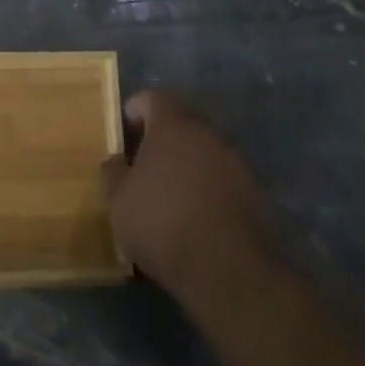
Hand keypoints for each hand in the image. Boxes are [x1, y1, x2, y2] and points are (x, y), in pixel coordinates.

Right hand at [99, 90, 265, 298]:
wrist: (227, 267)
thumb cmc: (163, 224)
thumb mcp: (118, 202)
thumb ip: (112, 173)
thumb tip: (116, 160)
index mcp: (172, 124)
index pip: (152, 98)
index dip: (135, 110)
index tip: (124, 133)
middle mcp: (205, 131)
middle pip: (180, 121)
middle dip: (161, 138)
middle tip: (144, 165)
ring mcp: (233, 158)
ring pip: (203, 148)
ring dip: (187, 162)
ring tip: (171, 193)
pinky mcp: (252, 188)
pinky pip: (222, 175)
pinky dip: (207, 185)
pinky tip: (197, 214)